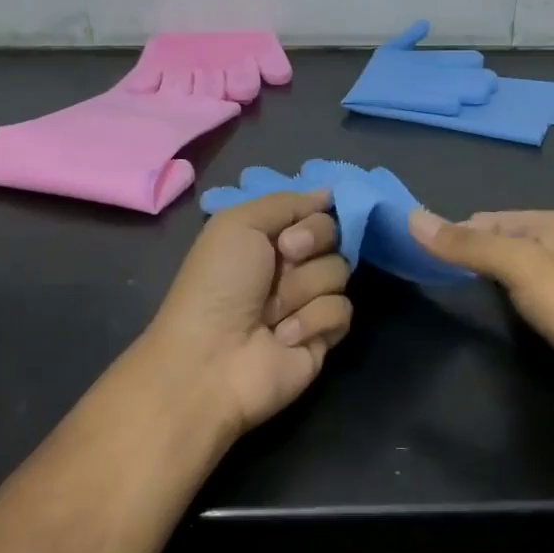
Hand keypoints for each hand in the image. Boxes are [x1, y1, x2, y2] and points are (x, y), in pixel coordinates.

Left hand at [137, 190, 353, 441]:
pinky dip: (313, 321)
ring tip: (272, 312)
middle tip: (284, 260)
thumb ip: (286, 202)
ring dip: (303, 289)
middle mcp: (290, 265)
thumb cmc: (217, 284)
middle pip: (335, 237)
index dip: (313, 218)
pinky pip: (342, 311)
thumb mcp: (238, 224)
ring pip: (340, 273)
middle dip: (311, 245)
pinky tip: (284, 336)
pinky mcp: (323, 335)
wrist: (211, 359)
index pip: (316, 212)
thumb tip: (328, 193)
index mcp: (267, 237)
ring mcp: (308, 301)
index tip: (292, 231)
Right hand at [408, 209, 553, 425]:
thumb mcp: (517, 267)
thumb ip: (467, 244)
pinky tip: (502, 314)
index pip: (489, 219)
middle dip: (472, 255)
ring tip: (463, 296)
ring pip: (516, 268)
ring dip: (490, 277)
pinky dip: (510, 297)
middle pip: (502, 241)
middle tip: (438, 280)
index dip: (457, 235)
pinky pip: (530, 292)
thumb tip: (412, 217)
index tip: (425, 259)